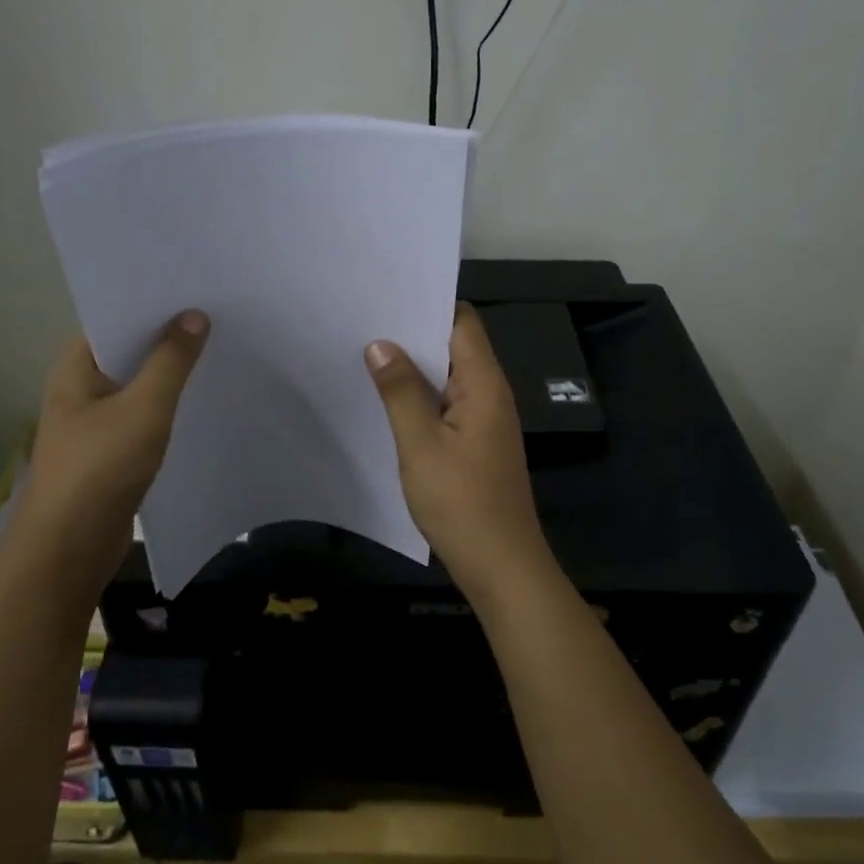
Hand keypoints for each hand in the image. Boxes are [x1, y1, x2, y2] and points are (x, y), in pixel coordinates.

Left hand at [12, 310, 209, 588]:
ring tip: (216, 352)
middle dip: (167, 337)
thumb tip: (194, 315)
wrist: (70, 548)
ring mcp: (94, 421)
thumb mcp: (143, 408)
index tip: (193, 290)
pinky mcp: (110, 451)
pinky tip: (200, 401)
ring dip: (169, 374)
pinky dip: (167, 407)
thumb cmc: (100, 468)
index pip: (113, 318)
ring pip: (138, 385)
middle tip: (216, 317)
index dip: (150, 304)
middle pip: (128, 350)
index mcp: (75, 367)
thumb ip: (171, 362)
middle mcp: (80, 387)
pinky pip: (143, 416)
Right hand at [365, 304, 556, 600]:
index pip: (462, 322)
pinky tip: (388, 402)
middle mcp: (490, 394)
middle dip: (413, 335)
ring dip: (414, 369)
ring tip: (367, 356)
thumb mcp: (420, 444)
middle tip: (363, 324)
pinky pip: (447, 406)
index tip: (385, 297)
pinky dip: (421, 398)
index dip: (427, 305)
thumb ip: (400, 391)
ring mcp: (485, 421)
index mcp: (484, 384)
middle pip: (454, 347)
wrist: (500, 565)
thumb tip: (381, 344)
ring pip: (448, 378)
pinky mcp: (476, 444)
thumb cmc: (461, 502)